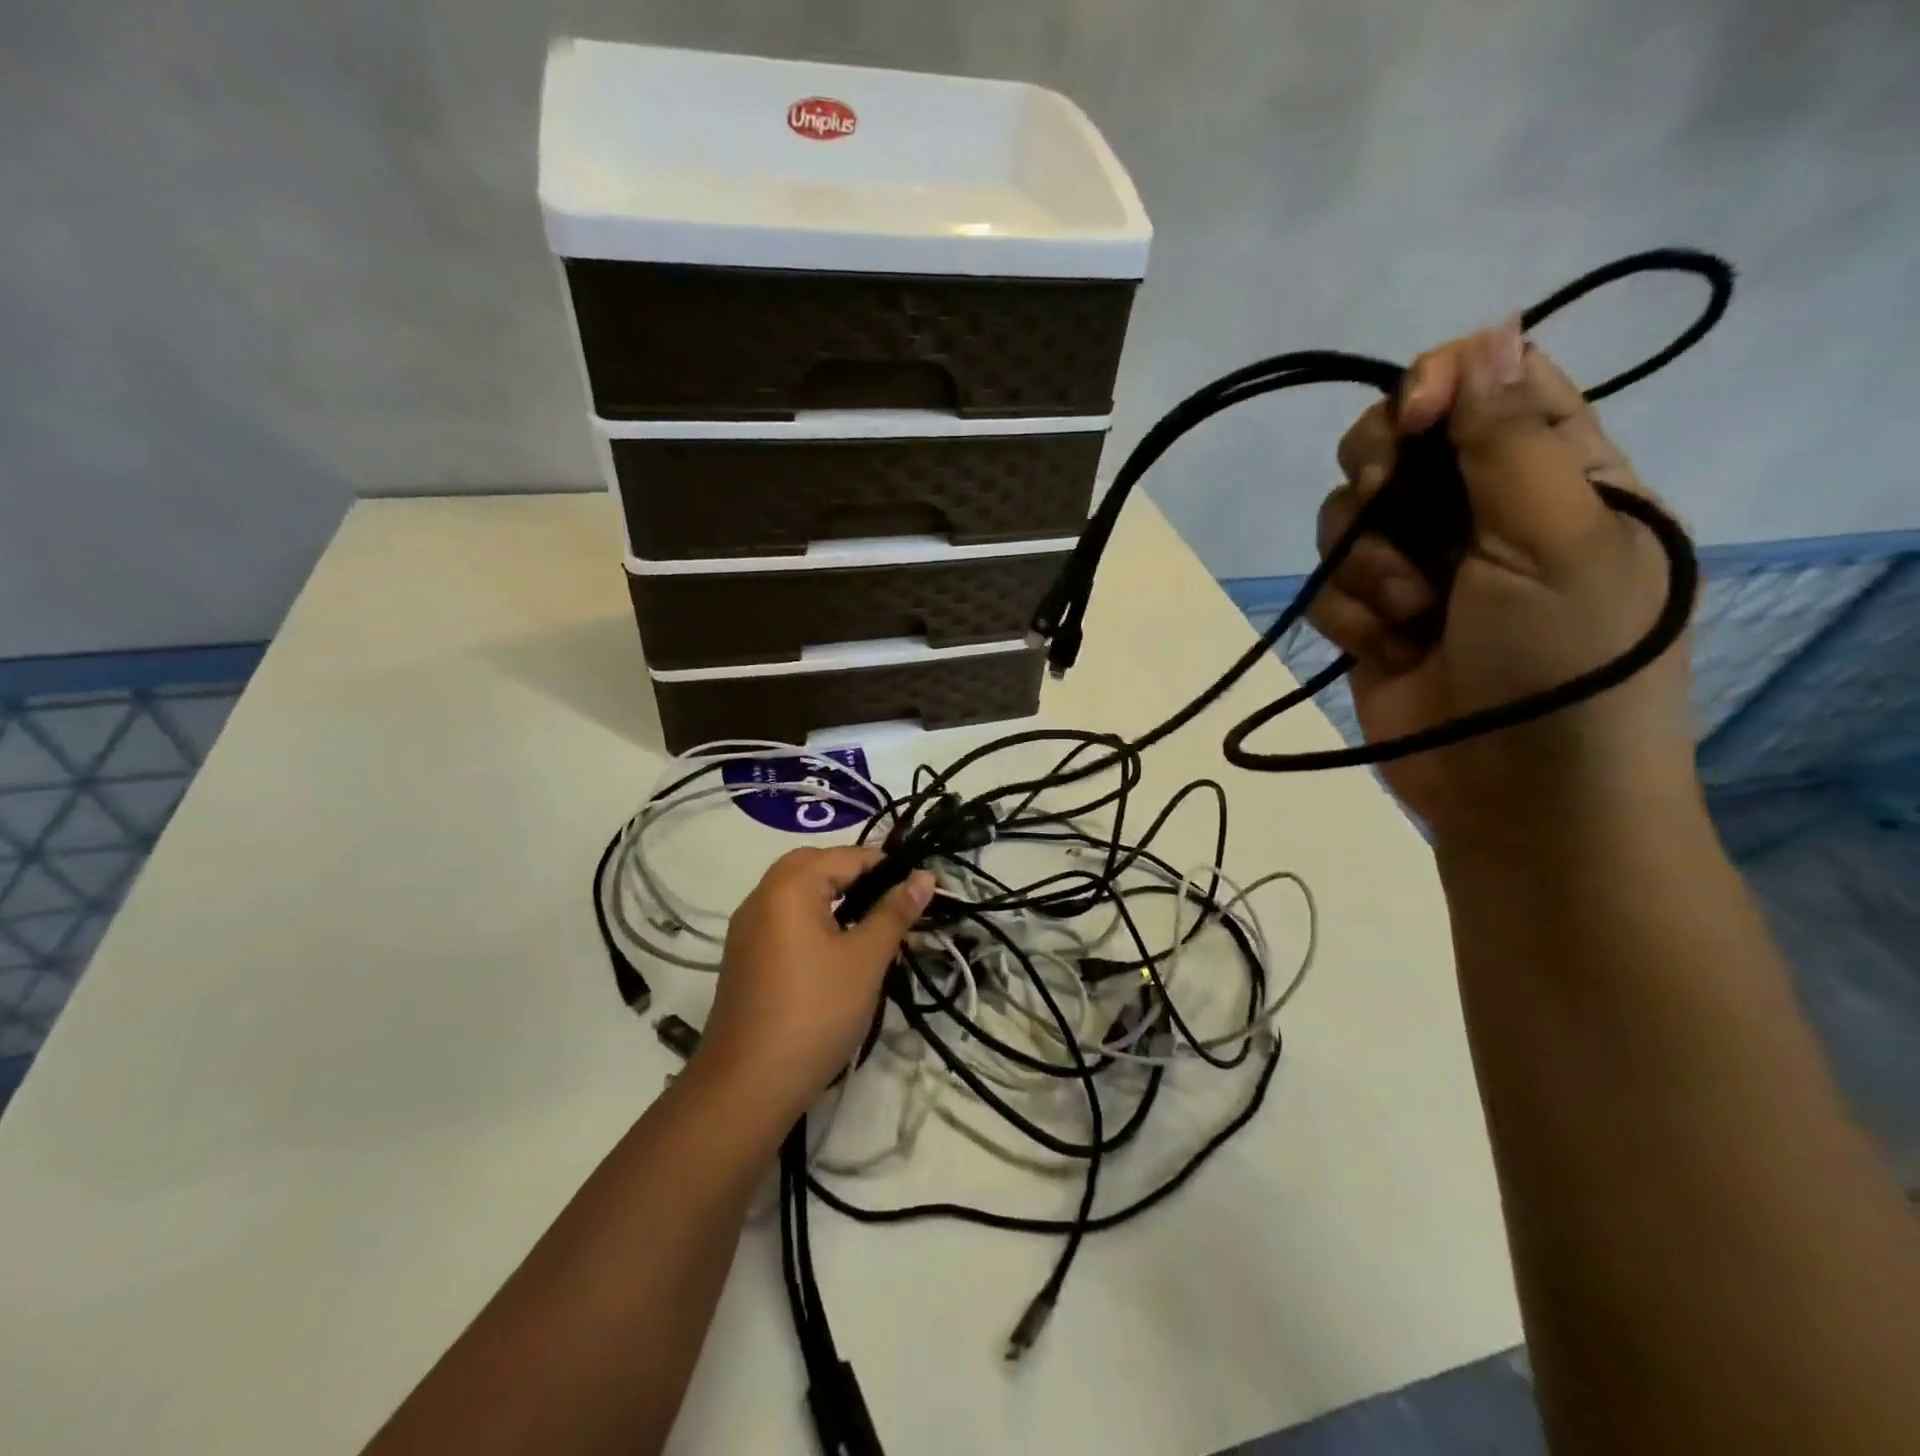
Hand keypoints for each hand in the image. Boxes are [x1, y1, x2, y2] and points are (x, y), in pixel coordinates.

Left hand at [695, 847, 934, 1129]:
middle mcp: (761, 897)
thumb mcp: (866, 959)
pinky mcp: (744, 958)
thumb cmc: (816, 1011)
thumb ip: (895, 911)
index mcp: (789, 887)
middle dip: (855, 875)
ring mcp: (746, 930)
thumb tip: (924, 876)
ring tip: (871, 924)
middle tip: (891, 899)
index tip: (921, 886)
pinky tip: (837, 950)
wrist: (749, 1084)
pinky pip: (783, 920)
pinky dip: (812, 920)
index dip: (887, 866)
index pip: (845, 856)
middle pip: (813, 866)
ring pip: (795, 893)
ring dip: (832, 897)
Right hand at [1311, 319, 1699, 841]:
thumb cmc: (1566, 661)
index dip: (1441, 382)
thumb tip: (1489, 334)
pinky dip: (1348, 614)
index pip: (1492, 384)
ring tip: (1409, 614)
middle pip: (1399, 442)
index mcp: (1557, 476)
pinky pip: (1327, 585)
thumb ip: (1513, 440)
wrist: (1519, 794)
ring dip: (1365, 562)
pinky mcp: (1370, 620)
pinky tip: (1384, 648)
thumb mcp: (1562, 538)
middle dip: (1380, 472)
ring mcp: (1418, 570)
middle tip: (1389, 509)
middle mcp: (1480, 513)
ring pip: (1349, 516)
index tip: (1415, 416)